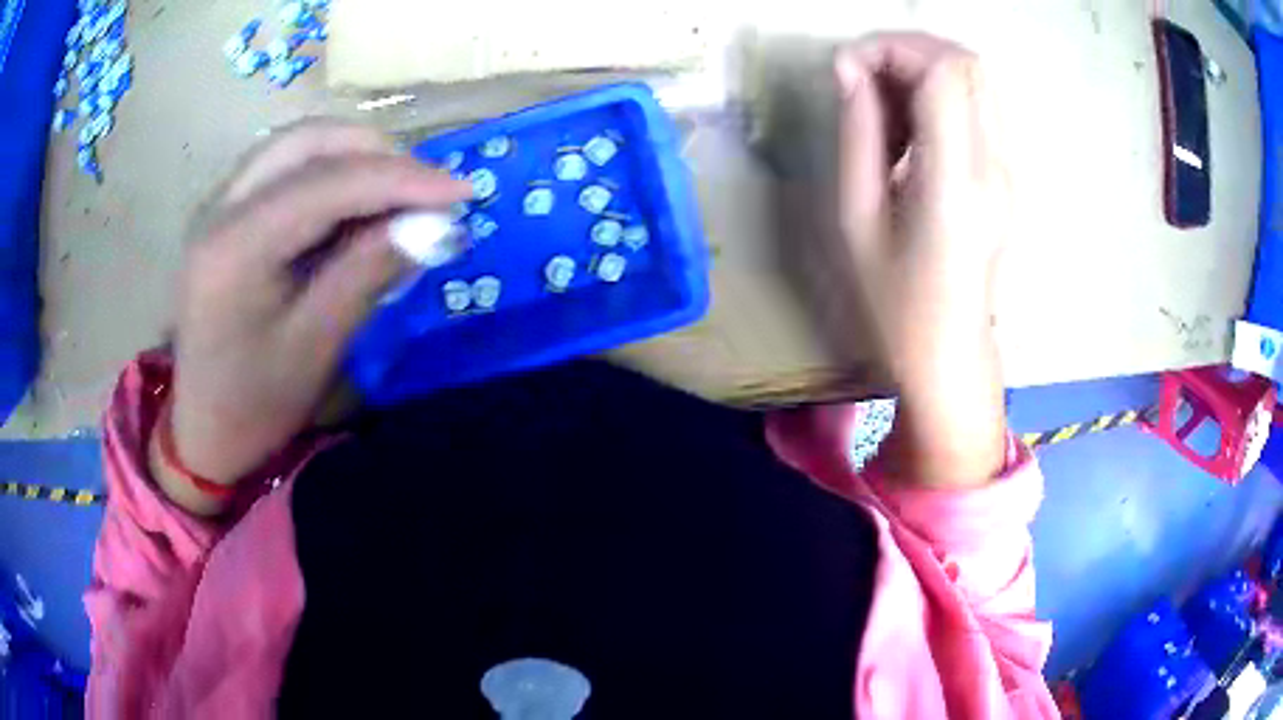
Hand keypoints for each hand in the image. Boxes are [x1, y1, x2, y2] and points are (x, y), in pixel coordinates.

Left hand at [157, 121, 470, 510]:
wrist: (203, 429)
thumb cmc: (256, 403)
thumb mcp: (316, 346)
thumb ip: (370, 272)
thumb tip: (437, 225)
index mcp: (235, 248)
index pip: (327, 183)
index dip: (401, 178)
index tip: (462, 193)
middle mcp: (221, 207)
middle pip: (310, 141)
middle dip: (378, 155)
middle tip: (426, 192)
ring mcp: (221, 203)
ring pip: (299, 145)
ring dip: (356, 158)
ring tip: (398, 197)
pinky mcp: (228, 211)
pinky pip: (287, 166)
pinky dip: (332, 172)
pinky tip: (356, 207)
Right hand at [836, 33, 1009, 486]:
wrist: (950, 355)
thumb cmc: (895, 303)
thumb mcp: (857, 220)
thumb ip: (858, 134)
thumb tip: (850, 70)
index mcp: (956, 183)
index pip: (945, 72)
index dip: (893, 48)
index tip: (849, 67)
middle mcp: (993, 166)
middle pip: (968, 63)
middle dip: (909, 50)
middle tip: (864, 77)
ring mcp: (1005, 169)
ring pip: (976, 79)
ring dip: (923, 69)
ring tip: (882, 105)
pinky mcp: (1003, 174)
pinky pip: (976, 107)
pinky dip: (937, 95)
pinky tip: (907, 129)